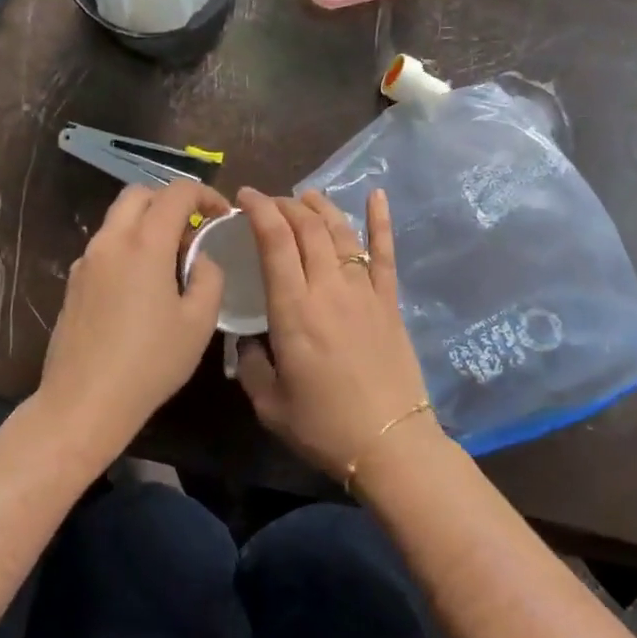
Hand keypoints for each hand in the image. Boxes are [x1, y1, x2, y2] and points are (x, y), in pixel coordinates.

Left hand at [37, 179, 229, 458]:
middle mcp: (111, 241)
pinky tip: (141, 286)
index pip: (176, 193)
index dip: (205, 194)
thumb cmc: (150, 362)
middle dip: (170, 201)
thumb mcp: (199, 323)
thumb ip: (209, 278)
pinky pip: (105, 246)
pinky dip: (128, 246)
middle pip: (139, 194)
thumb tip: (200, 259)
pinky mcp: (73, 283)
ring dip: (147, 223)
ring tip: (170, 260)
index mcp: (145, 244)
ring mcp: (86, 261)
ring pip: (117, 219)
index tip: (222, 214)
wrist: (83, 403)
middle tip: (193, 230)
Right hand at [235, 187, 430, 478]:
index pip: (276, 242)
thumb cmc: (323, 427)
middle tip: (269, 202)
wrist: (389, 443)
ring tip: (306, 196)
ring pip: (341, 232)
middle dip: (285, 205)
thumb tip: (248, 340)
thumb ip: (251, 364)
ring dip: (321, 208)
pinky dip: (381, 220)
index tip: (245, 196)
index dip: (260, 211)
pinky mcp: (390, 301)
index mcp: (294, 310)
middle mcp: (329, 288)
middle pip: (308, 229)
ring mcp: (364, 291)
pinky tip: (377, 194)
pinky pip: (385, 252)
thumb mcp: (268, 403)